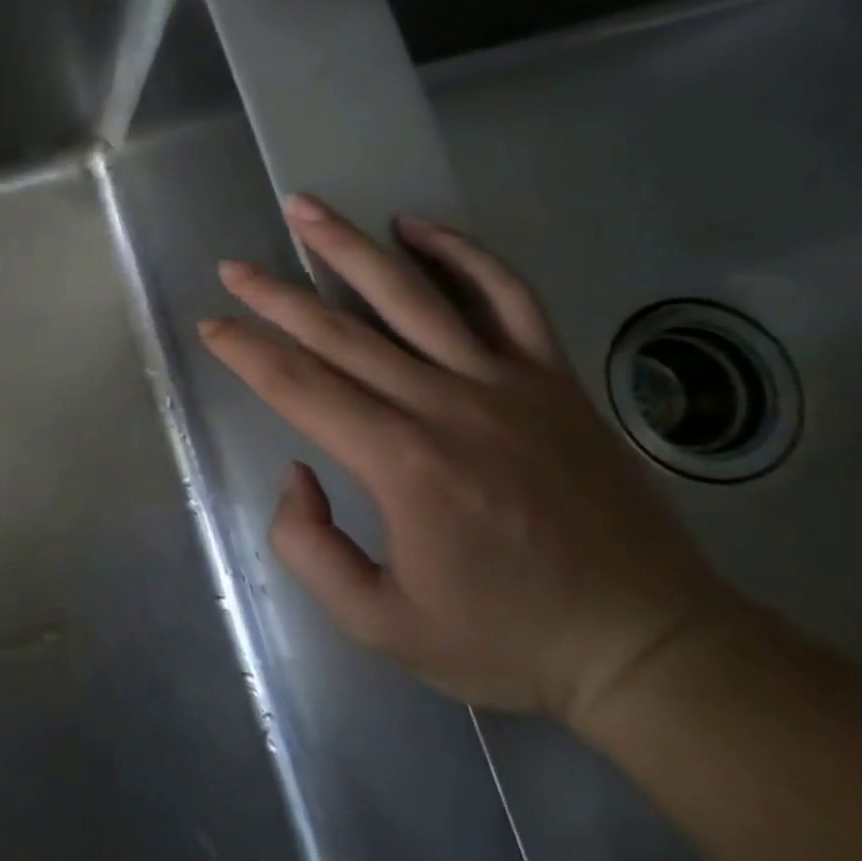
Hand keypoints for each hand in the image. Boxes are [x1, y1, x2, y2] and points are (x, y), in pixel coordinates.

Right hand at [198, 196, 745, 726]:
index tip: (211, 325)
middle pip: (339, 332)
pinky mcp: (553, 380)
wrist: (650, 651)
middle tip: (232, 268)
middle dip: (275, 295)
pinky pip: (506, 297)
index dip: (245, 351)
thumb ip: (308, 547)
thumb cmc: (504, 640)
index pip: (298, 387)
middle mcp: (446, 406)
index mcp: (401, 463)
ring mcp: (506, 384)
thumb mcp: (379, 624)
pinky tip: (417, 225)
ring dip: (350, 247)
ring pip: (412, 295)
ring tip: (305, 209)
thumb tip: (298, 471)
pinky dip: (462, 254)